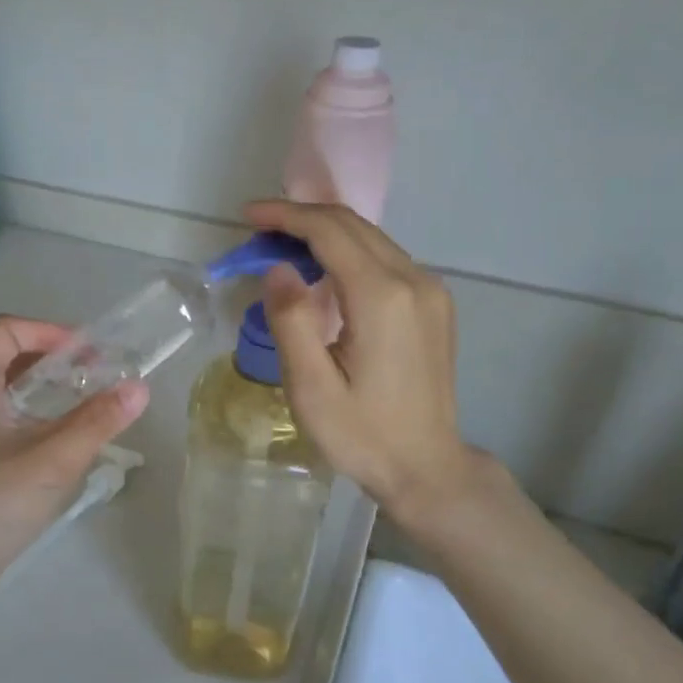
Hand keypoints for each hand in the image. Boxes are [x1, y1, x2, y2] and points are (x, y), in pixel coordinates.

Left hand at [0, 315, 148, 594]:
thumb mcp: (51, 460)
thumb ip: (97, 422)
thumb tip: (140, 387)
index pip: (6, 330)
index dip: (47, 330)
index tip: (87, 353)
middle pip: (11, 358)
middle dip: (56, 360)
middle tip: (99, 375)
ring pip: (14, 395)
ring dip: (52, 392)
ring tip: (93, 405)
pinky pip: (13, 424)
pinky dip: (43, 421)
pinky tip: (70, 445)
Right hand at [246, 200, 490, 524]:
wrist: (426, 467)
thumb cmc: (362, 434)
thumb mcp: (311, 387)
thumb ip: (291, 321)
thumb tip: (277, 268)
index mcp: (382, 298)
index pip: (330, 232)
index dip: (286, 216)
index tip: (248, 215)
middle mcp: (414, 281)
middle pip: (353, 226)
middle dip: (302, 219)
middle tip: (258, 231)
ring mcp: (430, 291)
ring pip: (371, 239)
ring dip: (324, 234)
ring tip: (281, 247)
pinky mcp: (434, 304)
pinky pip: (385, 258)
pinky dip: (347, 252)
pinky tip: (322, 271)